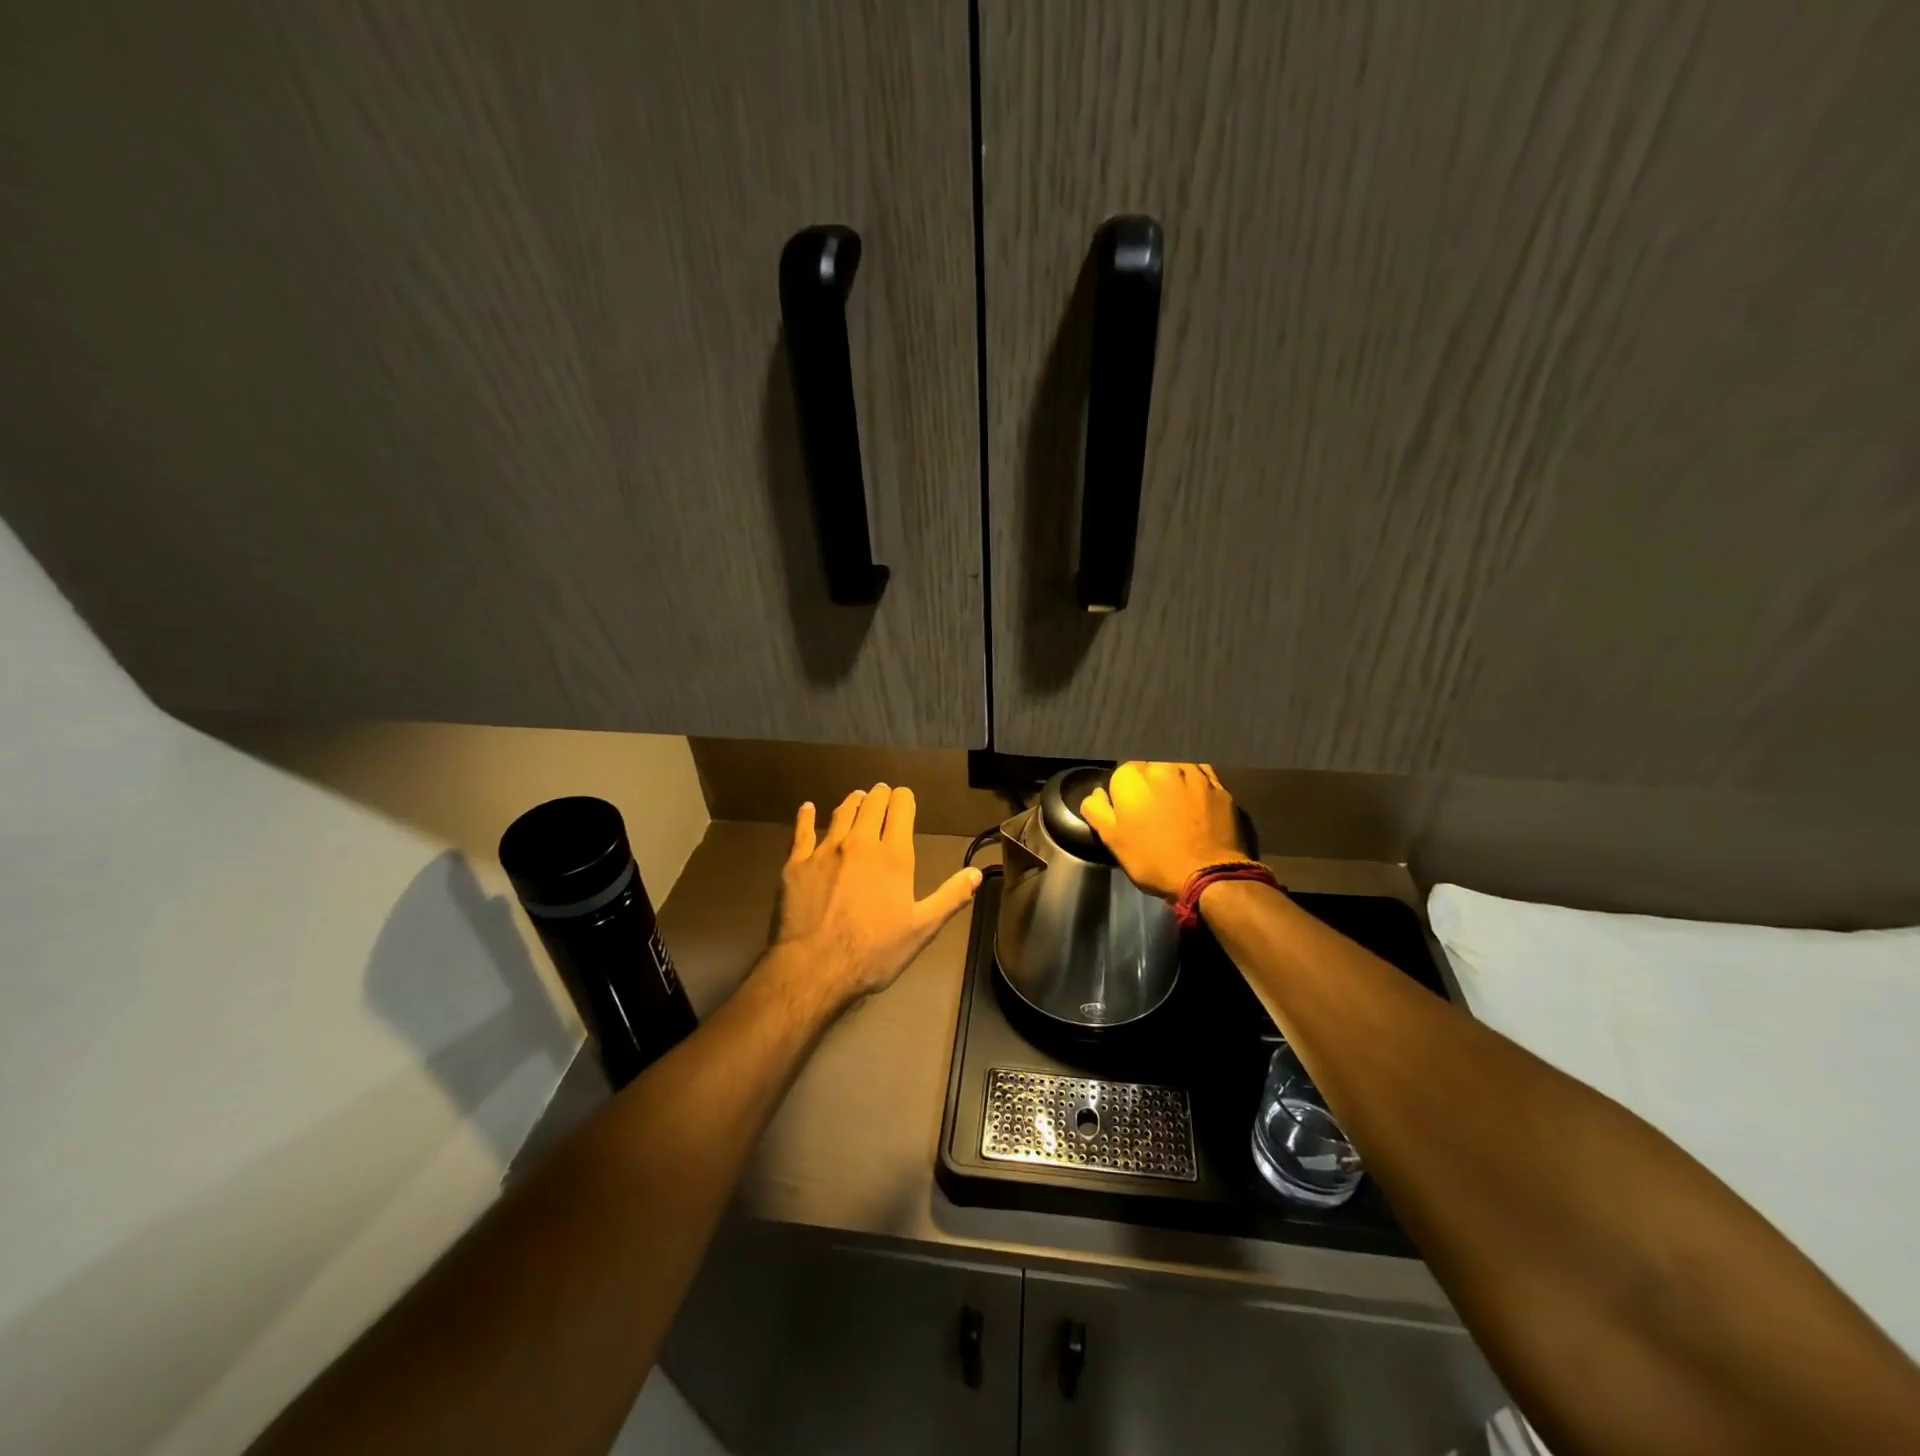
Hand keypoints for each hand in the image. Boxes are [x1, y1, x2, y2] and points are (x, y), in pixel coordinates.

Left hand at [770, 784, 983, 1006]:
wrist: (815, 967)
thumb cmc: (874, 951)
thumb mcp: (922, 929)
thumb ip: (950, 897)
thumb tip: (977, 873)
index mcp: (893, 855)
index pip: (901, 808)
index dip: (904, 798)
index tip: (904, 797)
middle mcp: (860, 842)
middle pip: (871, 804)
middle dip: (880, 795)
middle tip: (881, 794)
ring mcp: (825, 850)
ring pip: (841, 813)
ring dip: (852, 802)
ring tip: (857, 798)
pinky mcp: (796, 863)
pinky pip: (802, 831)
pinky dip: (806, 816)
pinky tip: (807, 808)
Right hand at [1080, 762, 1251, 898]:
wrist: (1207, 875)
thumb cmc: (1152, 859)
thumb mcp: (1112, 840)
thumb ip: (1096, 810)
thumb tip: (1096, 794)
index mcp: (1131, 776)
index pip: (1120, 773)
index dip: (1123, 794)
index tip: (1129, 813)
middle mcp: (1162, 765)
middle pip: (1149, 767)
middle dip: (1148, 784)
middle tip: (1152, 812)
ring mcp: (1193, 772)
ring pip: (1176, 767)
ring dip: (1172, 780)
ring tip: (1175, 806)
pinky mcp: (1218, 784)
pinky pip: (1201, 774)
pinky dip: (1196, 782)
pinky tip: (1196, 798)